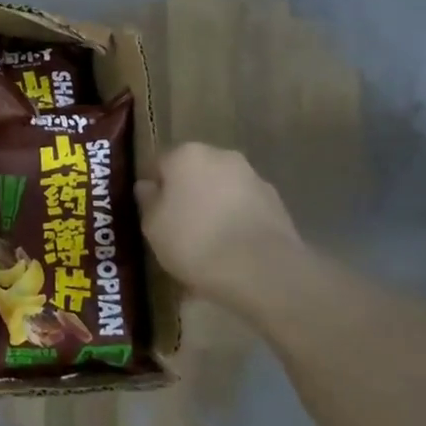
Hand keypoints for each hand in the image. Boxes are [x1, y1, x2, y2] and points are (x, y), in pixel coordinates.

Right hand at [137, 143, 308, 306]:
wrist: (263, 271)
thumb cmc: (195, 241)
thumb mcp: (153, 226)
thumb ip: (148, 201)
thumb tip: (147, 186)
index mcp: (186, 154)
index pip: (160, 163)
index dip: (154, 188)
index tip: (152, 212)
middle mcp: (221, 156)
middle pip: (194, 172)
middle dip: (187, 193)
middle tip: (178, 226)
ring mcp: (253, 178)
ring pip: (223, 189)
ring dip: (215, 206)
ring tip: (209, 243)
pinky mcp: (278, 204)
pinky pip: (246, 209)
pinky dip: (238, 221)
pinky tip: (233, 250)